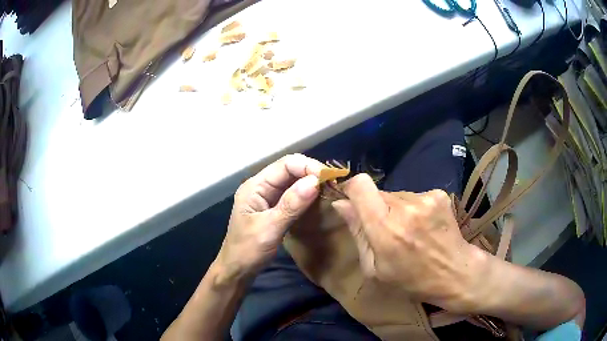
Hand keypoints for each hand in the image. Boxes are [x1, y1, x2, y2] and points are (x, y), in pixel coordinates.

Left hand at [215, 154, 323, 284]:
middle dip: (312, 173)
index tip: (328, 178)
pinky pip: (294, 195)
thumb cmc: (247, 250)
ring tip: (331, 189)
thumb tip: (314, 181)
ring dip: (311, 183)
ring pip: (293, 182)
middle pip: (290, 170)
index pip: (285, 165)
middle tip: (333, 184)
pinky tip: (319, 199)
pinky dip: (307, 195)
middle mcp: (262, 187)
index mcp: (255, 186)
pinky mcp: (275, 208)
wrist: (237, 270)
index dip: (308, 167)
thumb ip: (290, 205)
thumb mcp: (269, 228)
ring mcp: (268, 198)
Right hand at [332, 174, 484, 311]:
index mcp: (385, 228)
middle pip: (378, 191)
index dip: (351, 189)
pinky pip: (414, 195)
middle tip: (387, 230)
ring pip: (397, 194)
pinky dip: (414, 208)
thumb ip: (357, 233)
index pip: (360, 186)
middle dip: (376, 207)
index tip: (352, 200)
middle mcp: (404, 206)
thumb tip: (340, 204)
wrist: (454, 273)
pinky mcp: (438, 194)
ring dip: (396, 208)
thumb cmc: (411, 279)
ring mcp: (424, 198)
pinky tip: (424, 226)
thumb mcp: (374, 268)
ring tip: (409, 231)